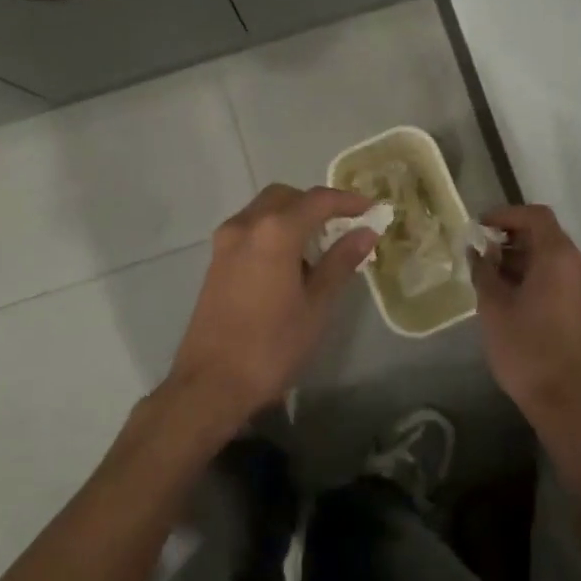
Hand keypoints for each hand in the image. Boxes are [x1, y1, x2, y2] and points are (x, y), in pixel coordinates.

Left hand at [166, 184, 377, 430]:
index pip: (317, 200)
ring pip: (264, 209)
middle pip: (286, 197)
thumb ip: (340, 262)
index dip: (347, 201)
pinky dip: (273, 229)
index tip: (370, 209)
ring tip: (319, 245)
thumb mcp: (316, 306)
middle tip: (343, 225)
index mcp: (275, 232)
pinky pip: (250, 227)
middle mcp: (246, 225)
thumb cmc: (271, 346)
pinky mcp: (216, 259)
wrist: (210, 383)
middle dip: (316, 203)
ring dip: (293, 215)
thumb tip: (366, 232)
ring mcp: (226, 241)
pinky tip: (289, 260)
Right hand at [472, 204, 580, 435]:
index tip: (481, 227)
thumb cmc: (525, 348)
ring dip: (526, 258)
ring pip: (556, 258)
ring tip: (494, 276)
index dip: (506, 215)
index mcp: (560, 257)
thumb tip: (478, 251)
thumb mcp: (493, 306)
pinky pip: (564, 277)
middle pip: (548, 235)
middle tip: (483, 253)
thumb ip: (484, 270)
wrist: (565, 402)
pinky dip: (540, 275)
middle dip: (513, 238)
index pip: (536, 216)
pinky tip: (515, 295)